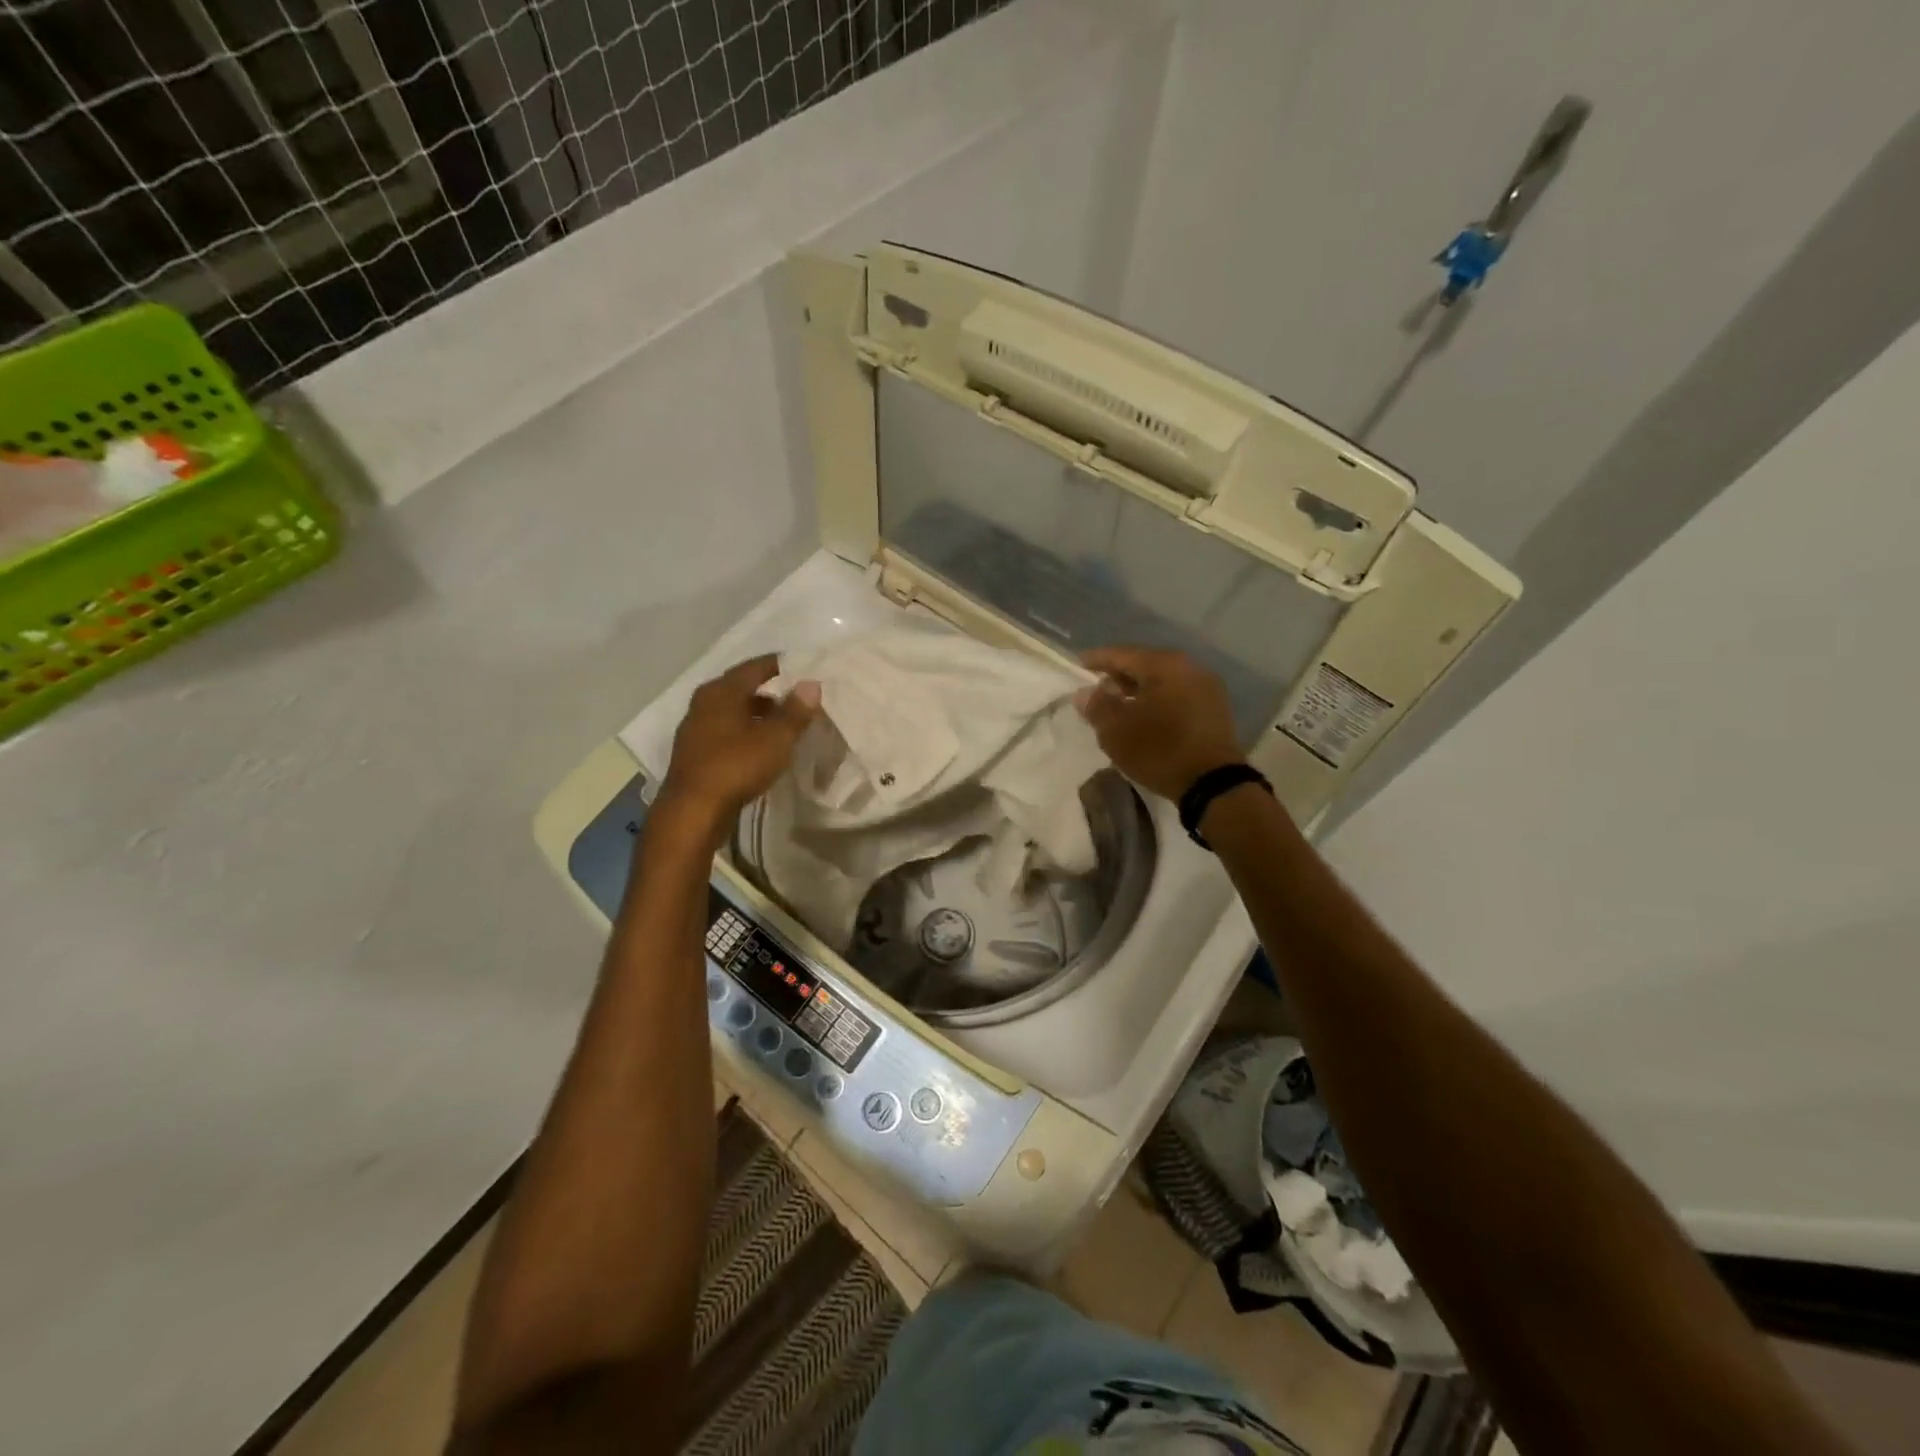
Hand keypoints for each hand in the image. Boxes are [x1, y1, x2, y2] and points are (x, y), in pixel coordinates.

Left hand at [659, 656, 819, 831]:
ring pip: (732, 712)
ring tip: (782, 724)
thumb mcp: (775, 738)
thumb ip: (795, 711)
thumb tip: (811, 684)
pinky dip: (744, 733)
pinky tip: (760, 747)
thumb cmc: (736, 766)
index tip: (800, 667)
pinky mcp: (694, 754)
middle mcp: (703, 703)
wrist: (693, 811)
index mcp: (721, 691)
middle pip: (740, 688)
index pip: (754, 667)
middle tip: (795, 697)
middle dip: (768, 691)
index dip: (778, 665)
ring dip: (756, 714)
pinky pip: (725, 733)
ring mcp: (695, 729)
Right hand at [1077, 646, 1242, 801]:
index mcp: (1164, 665)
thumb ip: (1097, 706)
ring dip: (1138, 689)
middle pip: (1145, 664)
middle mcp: (1189, 667)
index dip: (1097, 659)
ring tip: (1118, 705)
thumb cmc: (1159, 750)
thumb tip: (1085, 692)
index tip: (1079, 663)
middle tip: (1098, 687)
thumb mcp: (1116, 731)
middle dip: (1119, 675)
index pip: (1122, 654)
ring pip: (1162, 680)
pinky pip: (1177, 694)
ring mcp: (1206, 687)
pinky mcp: (1214, 709)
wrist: (1212, 783)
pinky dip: (1157, 700)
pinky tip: (1144, 716)